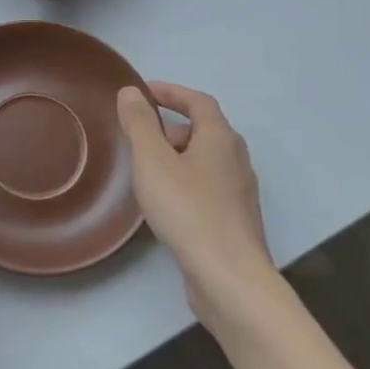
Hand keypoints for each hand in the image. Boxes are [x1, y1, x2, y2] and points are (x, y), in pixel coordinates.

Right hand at [117, 82, 275, 320]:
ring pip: (205, 160)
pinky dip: (184, 180)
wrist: (228, 276)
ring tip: (145, 167)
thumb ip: (139, 123)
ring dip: (177, 154)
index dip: (171, 92)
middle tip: (138, 134)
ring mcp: (239, 191)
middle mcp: (236, 159)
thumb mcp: (153, 160)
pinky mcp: (234, 219)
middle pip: (204, 130)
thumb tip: (130, 92)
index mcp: (220, 138)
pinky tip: (164, 201)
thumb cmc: (188, 210)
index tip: (143, 91)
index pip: (198, 102)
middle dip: (171, 126)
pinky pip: (206, 185)